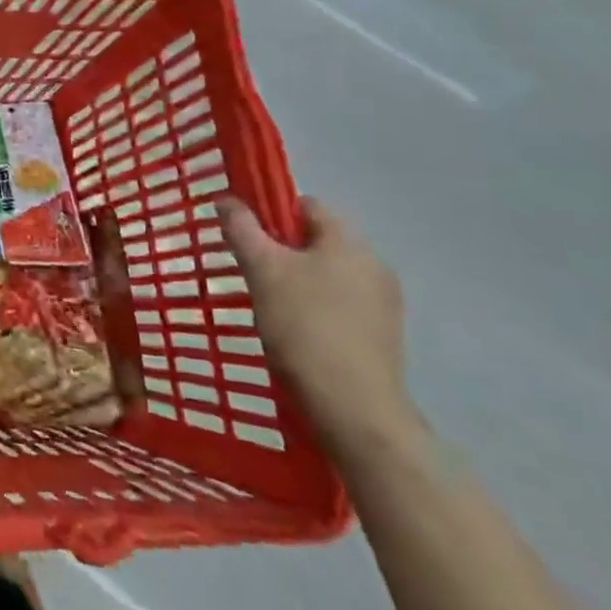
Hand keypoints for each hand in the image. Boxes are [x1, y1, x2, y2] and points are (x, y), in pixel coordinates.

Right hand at [219, 195, 419, 456]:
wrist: (353, 410)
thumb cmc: (304, 326)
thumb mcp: (261, 269)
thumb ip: (242, 228)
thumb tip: (227, 198)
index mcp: (349, 243)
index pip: (306, 205)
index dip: (271, 211)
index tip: (244, 234)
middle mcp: (373, 266)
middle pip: (317, 241)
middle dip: (281, 250)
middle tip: (250, 270)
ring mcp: (383, 304)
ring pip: (328, 274)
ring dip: (298, 280)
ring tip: (268, 303)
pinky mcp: (383, 337)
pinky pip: (341, 305)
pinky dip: (315, 308)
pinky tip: (295, 331)